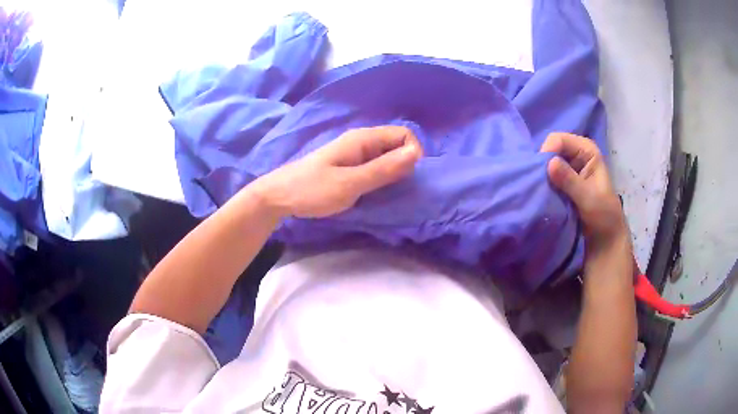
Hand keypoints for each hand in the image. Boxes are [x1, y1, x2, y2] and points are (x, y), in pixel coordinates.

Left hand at [252, 126, 422, 218]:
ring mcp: (354, 153)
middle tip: (393, 189)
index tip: (405, 178)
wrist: (278, 197)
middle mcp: (361, 141)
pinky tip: (374, 192)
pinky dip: (381, 177)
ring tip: (385, 193)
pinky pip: (375, 166)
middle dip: (404, 164)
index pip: (404, 134)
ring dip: (393, 172)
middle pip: (397, 144)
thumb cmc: (312, 190)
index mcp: (363, 139)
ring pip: (387, 156)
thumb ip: (383, 169)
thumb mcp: (350, 183)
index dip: (412, 153)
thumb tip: (417, 153)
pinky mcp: (349, 166)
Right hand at [541, 133, 627, 248]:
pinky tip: (541, 194)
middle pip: (551, 149)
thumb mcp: (588, 198)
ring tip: (539, 191)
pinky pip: (547, 177)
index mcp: (587, 150)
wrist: (605, 239)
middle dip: (543, 165)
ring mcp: (570, 168)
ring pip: (547, 164)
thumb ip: (570, 180)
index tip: (542, 174)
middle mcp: (577, 154)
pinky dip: (543, 184)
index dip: (548, 152)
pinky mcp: (563, 182)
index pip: (559, 140)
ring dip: (542, 176)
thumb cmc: (603, 217)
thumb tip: (549, 163)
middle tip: (539, 185)